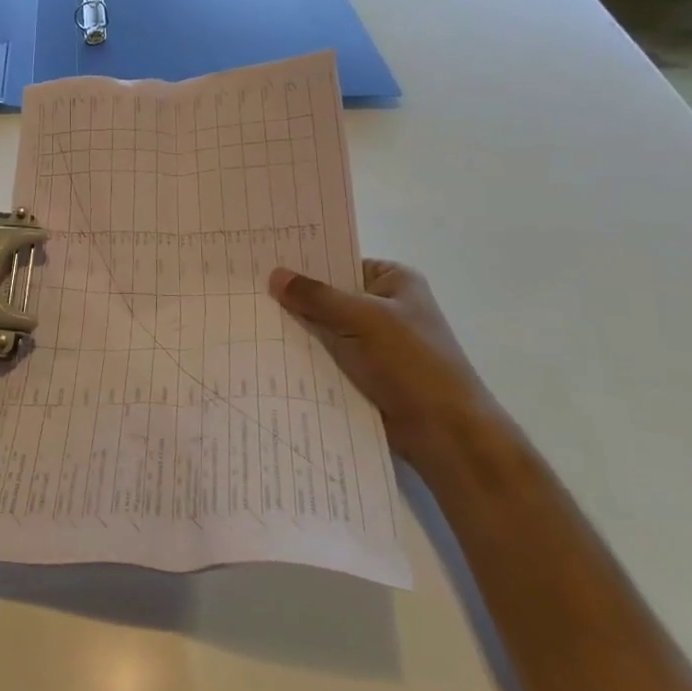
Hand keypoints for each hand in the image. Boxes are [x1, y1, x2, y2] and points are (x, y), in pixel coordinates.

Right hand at [269, 259, 498, 462]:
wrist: (445, 433)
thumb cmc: (411, 363)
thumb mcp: (362, 319)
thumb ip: (317, 296)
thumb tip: (275, 275)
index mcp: (394, 281)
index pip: (340, 261)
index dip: (304, 261)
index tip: (263, 258)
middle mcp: (383, 306)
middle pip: (329, 294)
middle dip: (294, 296)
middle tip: (246, 288)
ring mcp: (373, 341)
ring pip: (324, 328)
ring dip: (296, 329)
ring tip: (247, 317)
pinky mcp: (363, 372)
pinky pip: (326, 356)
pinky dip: (304, 356)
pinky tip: (266, 350)